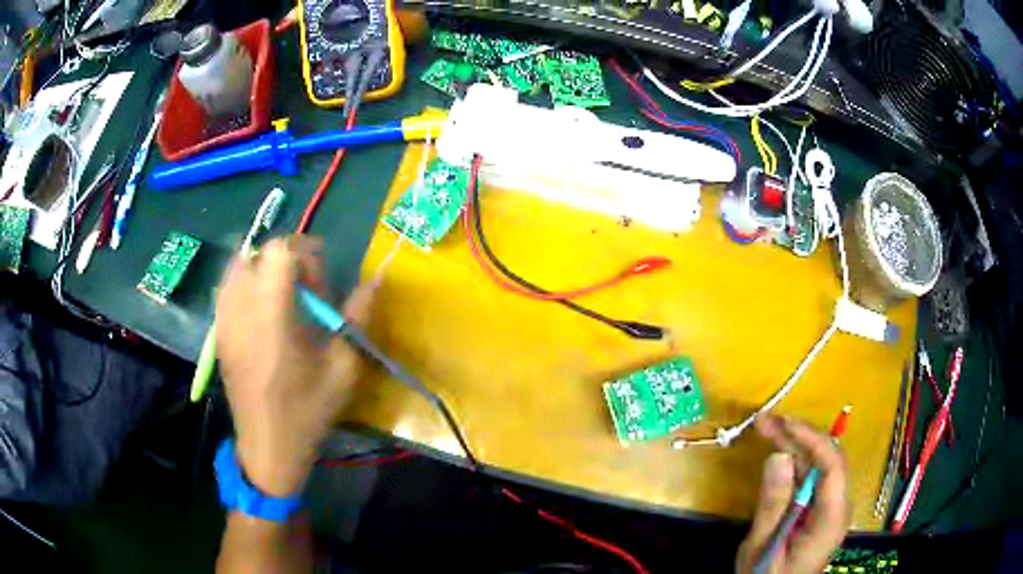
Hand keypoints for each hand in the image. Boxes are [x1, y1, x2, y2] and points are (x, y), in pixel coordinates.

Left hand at [216, 236, 372, 495]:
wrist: (268, 447)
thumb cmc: (307, 412)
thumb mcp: (342, 369)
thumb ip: (356, 318)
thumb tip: (374, 281)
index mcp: (272, 317)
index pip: (279, 251)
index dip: (305, 254)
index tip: (320, 285)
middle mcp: (241, 310)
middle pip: (259, 253)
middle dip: (287, 262)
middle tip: (306, 296)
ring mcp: (224, 321)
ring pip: (239, 265)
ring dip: (264, 270)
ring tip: (283, 300)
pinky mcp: (218, 332)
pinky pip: (228, 288)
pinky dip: (247, 285)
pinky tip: (263, 314)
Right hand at [735, 414, 850, 573]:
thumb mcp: (762, 548)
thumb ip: (772, 505)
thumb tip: (777, 456)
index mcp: (831, 516)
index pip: (832, 464)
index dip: (810, 438)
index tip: (782, 423)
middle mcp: (839, 505)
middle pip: (827, 458)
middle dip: (799, 435)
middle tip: (766, 421)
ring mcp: (832, 506)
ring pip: (820, 464)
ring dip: (795, 445)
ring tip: (767, 430)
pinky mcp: (821, 509)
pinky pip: (812, 477)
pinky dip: (794, 463)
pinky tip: (777, 455)